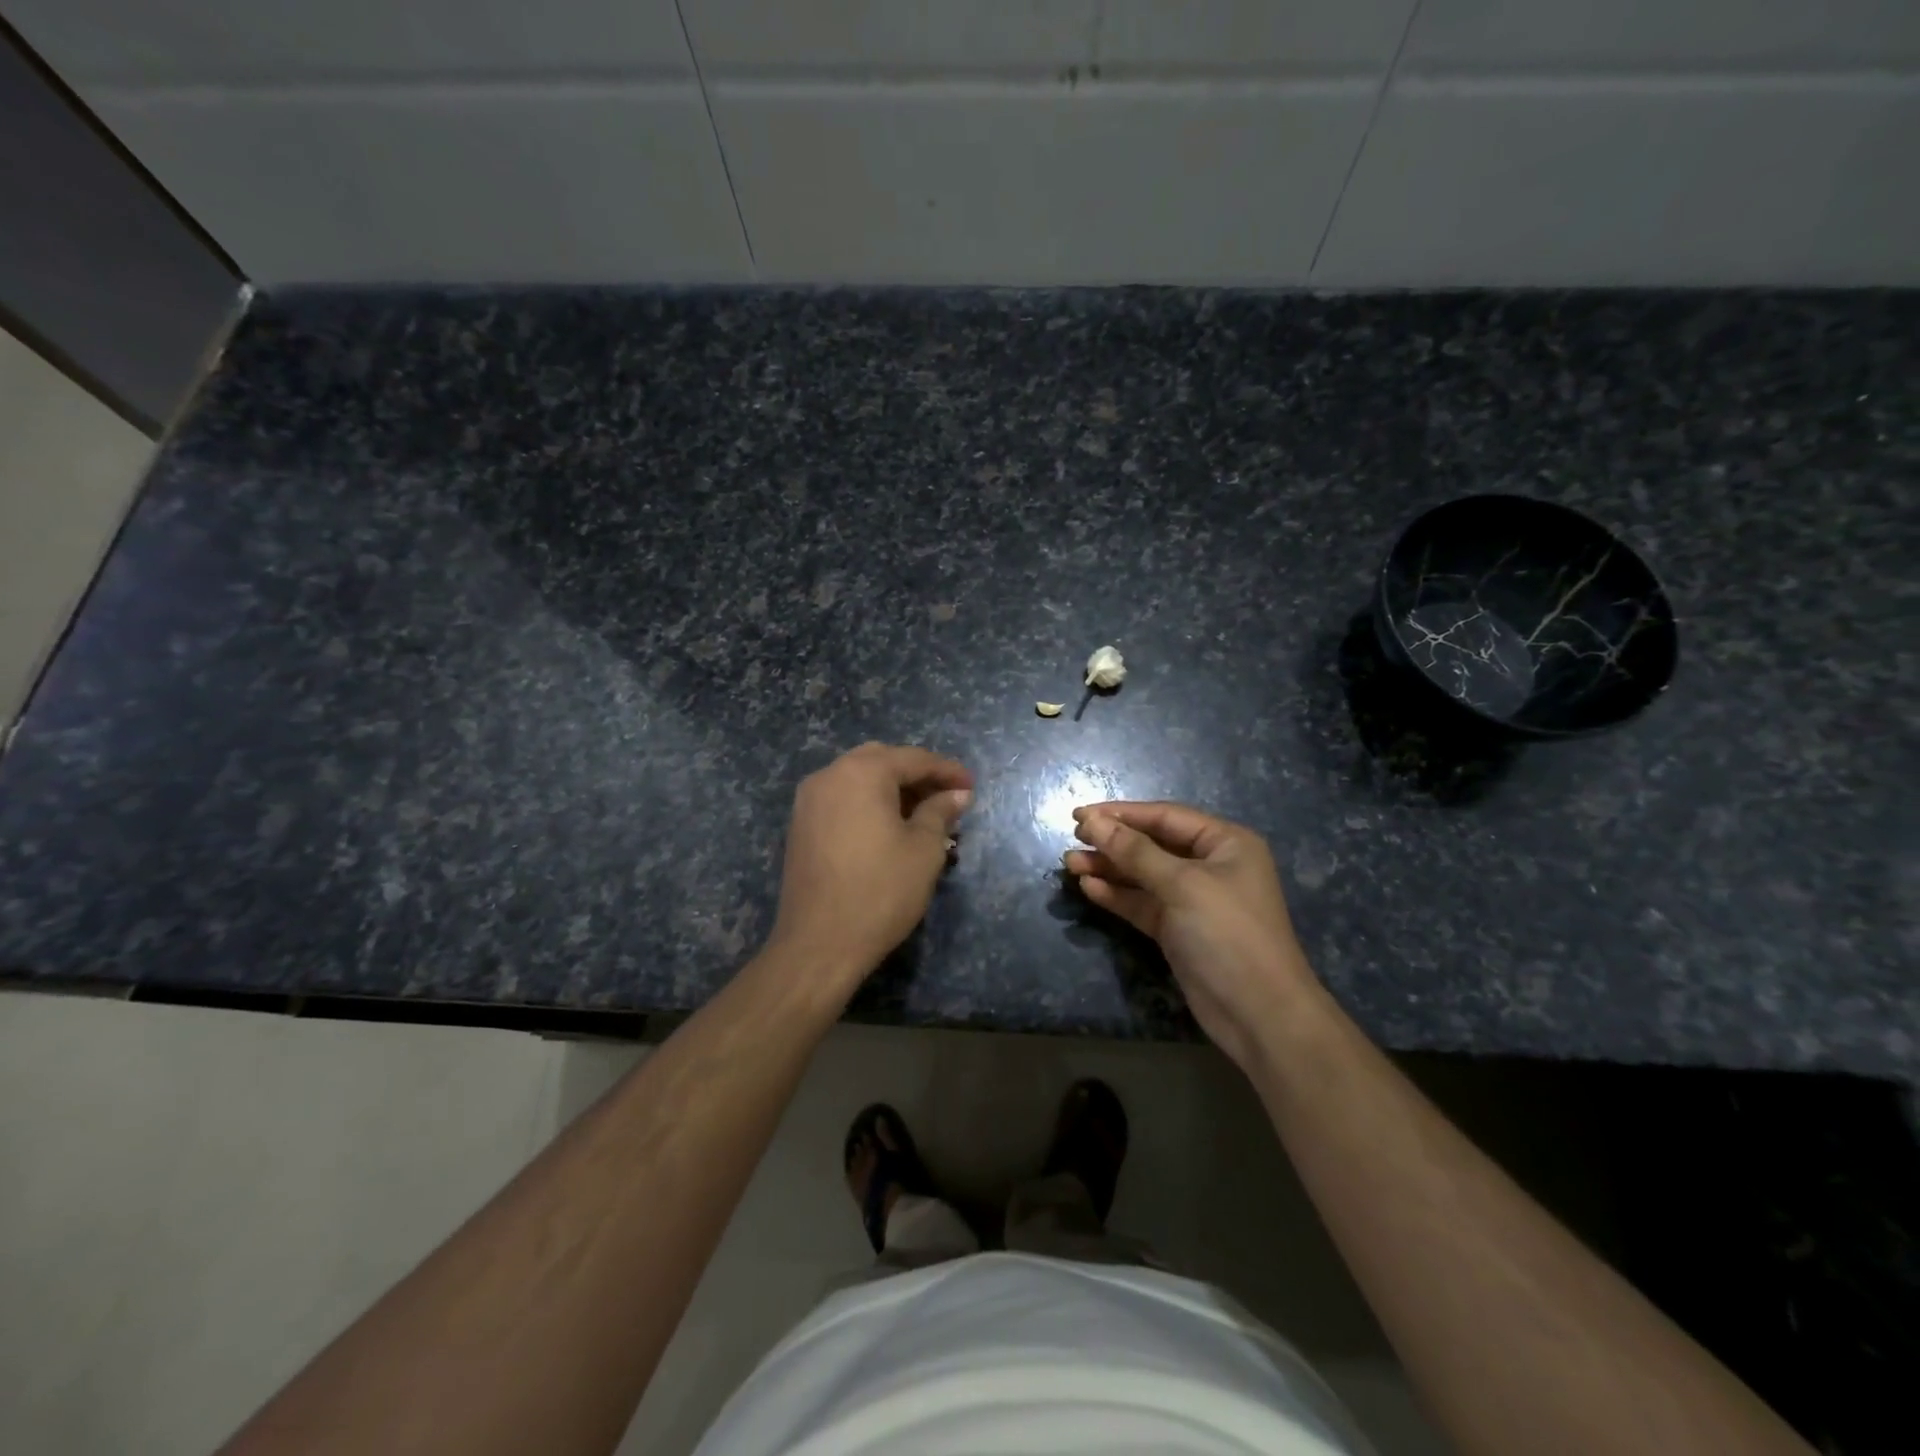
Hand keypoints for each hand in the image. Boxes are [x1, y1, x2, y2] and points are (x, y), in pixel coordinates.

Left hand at [766, 743, 972, 992]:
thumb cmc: (880, 891)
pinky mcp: (800, 825)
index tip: (972, 787)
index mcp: (861, 772)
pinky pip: (842, 799)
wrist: (819, 944)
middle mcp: (829, 775)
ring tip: (923, 816)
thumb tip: (957, 795)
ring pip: (859, 779)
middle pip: (882, 761)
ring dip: (892, 790)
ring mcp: (809, 800)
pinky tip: (889, 829)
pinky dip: (868, 804)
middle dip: (917, 776)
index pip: (913, 759)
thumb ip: (941, 812)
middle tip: (946, 799)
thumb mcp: (924, 850)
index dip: (947, 771)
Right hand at [1064, 802, 1320, 1070]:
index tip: (1079, 815)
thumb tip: (1093, 821)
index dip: (1121, 814)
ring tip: (1069, 864)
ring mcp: (1193, 899)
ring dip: (1108, 868)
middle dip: (1112, 842)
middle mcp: (1210, 866)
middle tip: (1072, 839)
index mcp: (1225, 843)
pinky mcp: (1178, 930)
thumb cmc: (1228, 934)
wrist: (1259, 1015)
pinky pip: (1142, 903)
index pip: (1165, 816)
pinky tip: (1088, 887)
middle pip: (1152, 844)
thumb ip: (1135, 852)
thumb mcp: (1182, 885)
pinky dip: (1117, 895)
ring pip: (1143, 875)